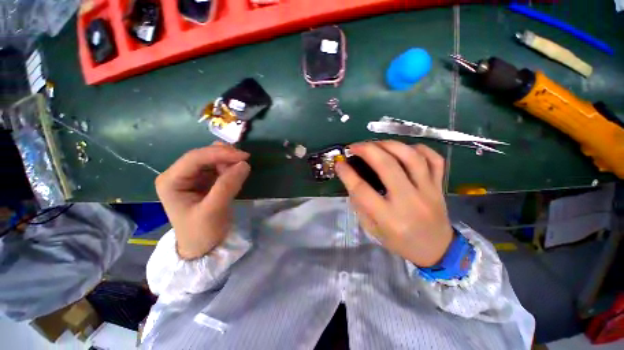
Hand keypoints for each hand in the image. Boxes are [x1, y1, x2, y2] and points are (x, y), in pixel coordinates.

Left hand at [155, 143, 250, 259]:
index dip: (220, 153)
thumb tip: (244, 164)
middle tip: (245, 161)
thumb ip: (228, 186)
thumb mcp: (214, 210)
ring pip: (211, 159)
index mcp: (171, 181)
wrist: (203, 246)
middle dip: (225, 156)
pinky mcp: (203, 180)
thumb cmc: (202, 232)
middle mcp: (178, 175)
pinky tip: (235, 173)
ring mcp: (191, 177)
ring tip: (240, 169)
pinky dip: (229, 167)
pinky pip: (217, 166)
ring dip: (227, 161)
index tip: (244, 157)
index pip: (195, 158)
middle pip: (203, 155)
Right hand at [335, 141, 452, 266]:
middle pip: (387, 166)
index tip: (339, 164)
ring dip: (390, 145)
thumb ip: (360, 205)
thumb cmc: (400, 242)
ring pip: (411, 157)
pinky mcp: (439, 186)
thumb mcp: (372, 229)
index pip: (363, 190)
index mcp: (389, 218)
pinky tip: (404, 149)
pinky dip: (418, 149)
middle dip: (367, 150)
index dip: (347, 174)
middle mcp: (409, 202)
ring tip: (376, 144)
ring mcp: (428, 191)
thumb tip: (351, 180)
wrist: (437, 250)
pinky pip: (434, 160)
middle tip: (355, 146)